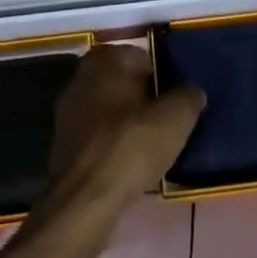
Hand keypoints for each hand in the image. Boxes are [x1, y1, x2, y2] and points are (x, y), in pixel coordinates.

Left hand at [46, 45, 204, 214]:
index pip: (145, 58)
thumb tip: (193, 93)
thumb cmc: (131, 145)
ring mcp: (69, 109)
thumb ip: (188, 98)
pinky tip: (128, 164)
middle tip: (166, 123)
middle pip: (125, 83)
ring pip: (110, 109)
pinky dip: (112, 144)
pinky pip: (97, 135)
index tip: (177, 102)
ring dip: (127, 123)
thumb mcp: (175, 118)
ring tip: (150, 147)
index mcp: (107, 58)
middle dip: (144, 100)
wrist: (85, 199)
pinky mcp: (62, 142)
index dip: (165, 79)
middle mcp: (83, 75)